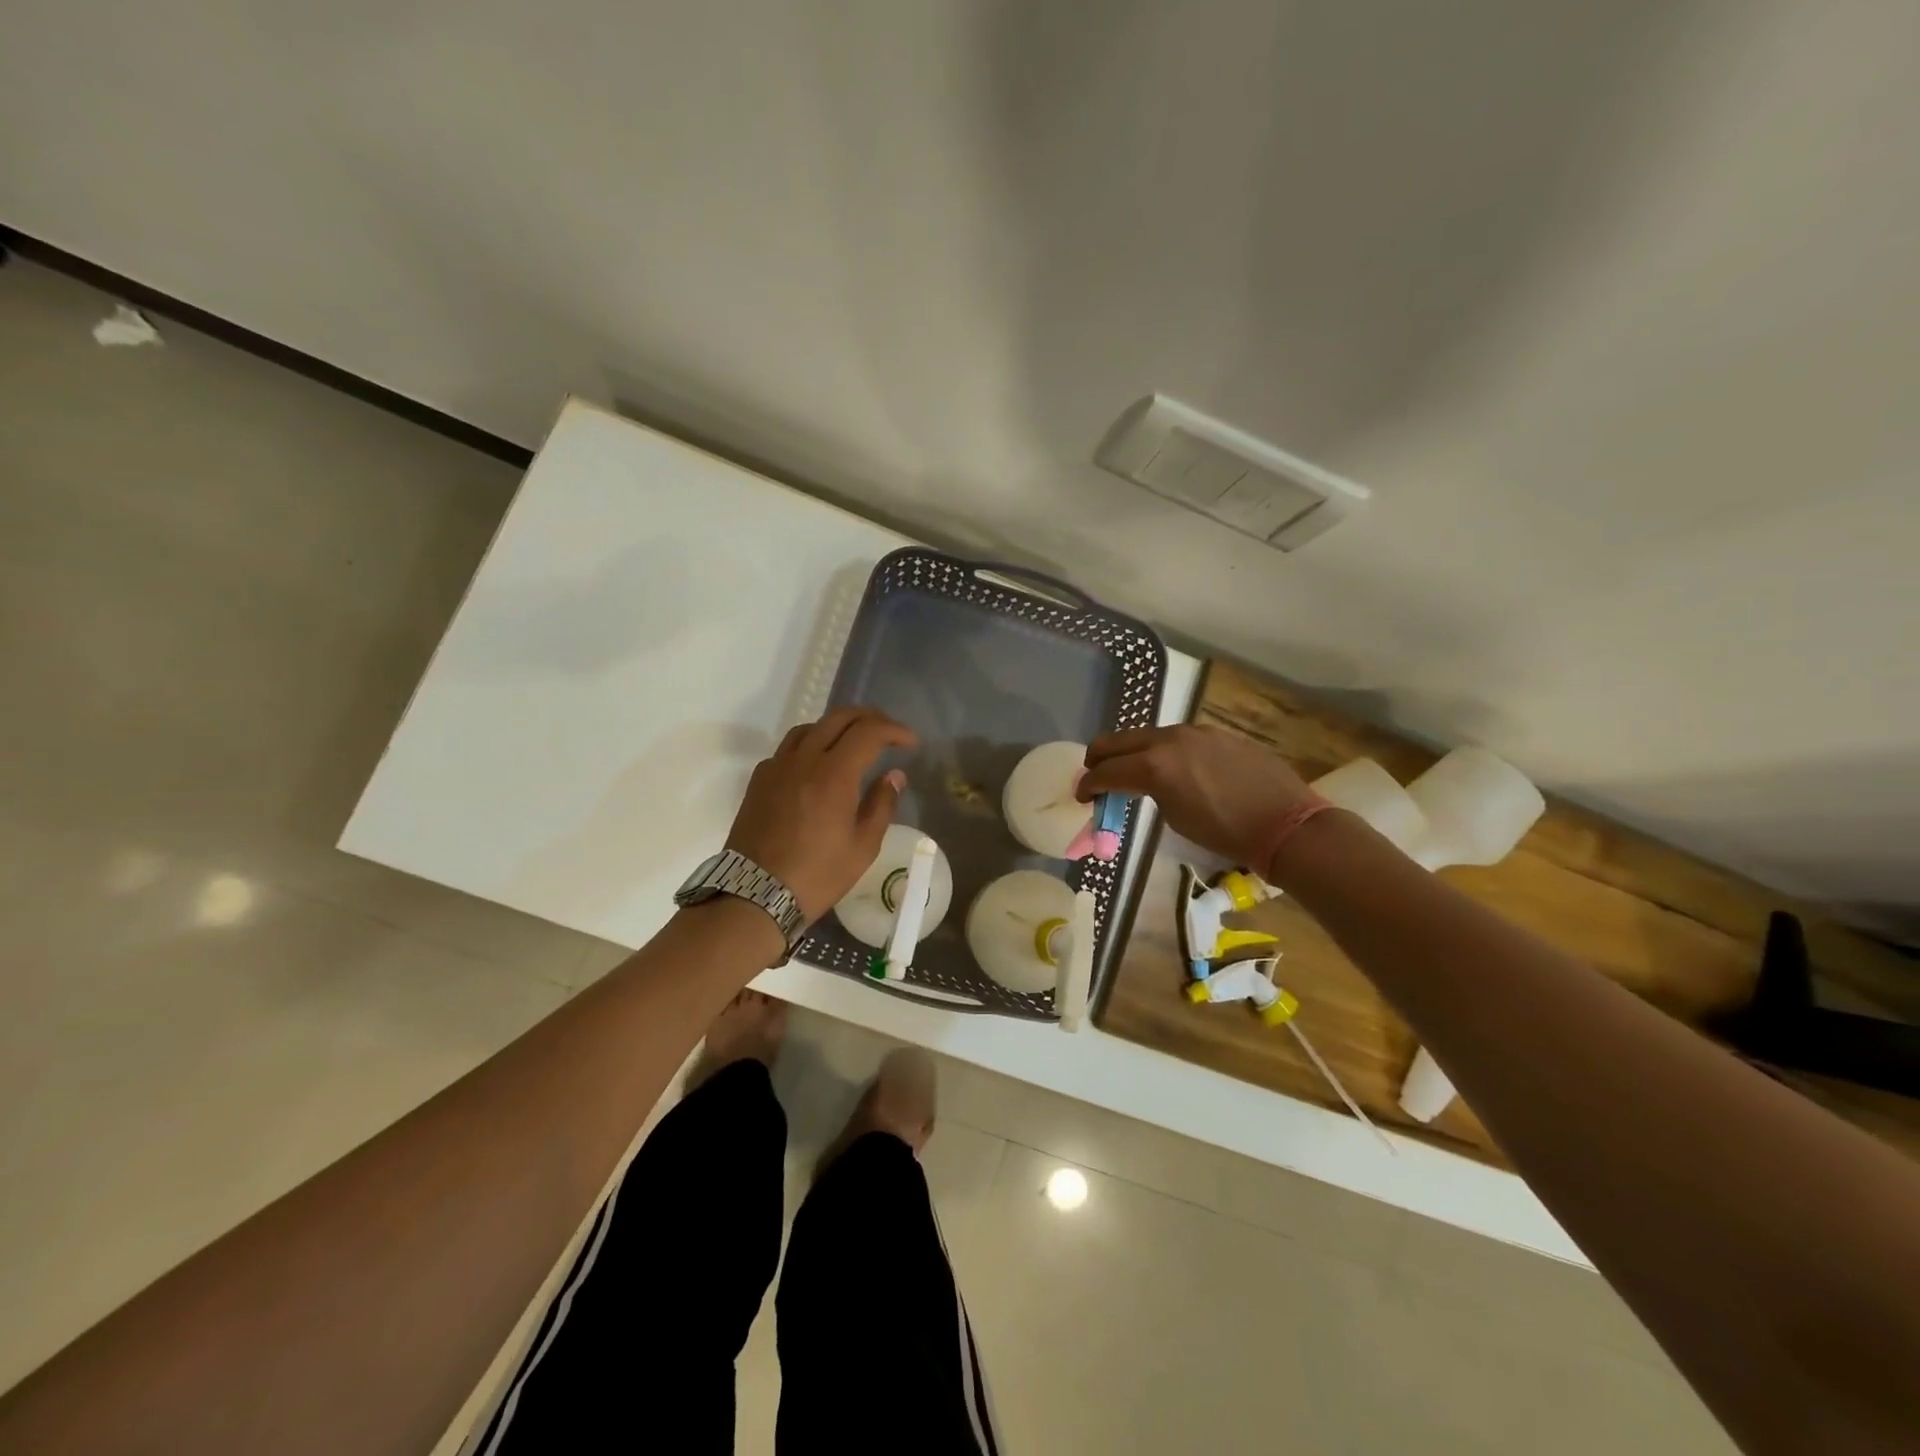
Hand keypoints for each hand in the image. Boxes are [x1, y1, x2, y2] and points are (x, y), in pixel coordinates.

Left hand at [726, 707, 916, 922]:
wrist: (755, 895)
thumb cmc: (817, 875)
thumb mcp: (863, 846)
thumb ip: (882, 804)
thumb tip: (893, 775)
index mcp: (834, 774)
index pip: (869, 732)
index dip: (894, 730)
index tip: (910, 743)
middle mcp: (803, 760)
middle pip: (838, 717)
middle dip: (869, 718)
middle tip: (888, 732)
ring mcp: (777, 767)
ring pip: (810, 727)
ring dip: (837, 727)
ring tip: (854, 744)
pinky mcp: (760, 780)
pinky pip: (789, 748)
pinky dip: (811, 745)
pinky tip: (819, 766)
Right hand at [1079, 724, 1315, 871]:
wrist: (1287, 823)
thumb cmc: (1226, 833)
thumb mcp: (1175, 818)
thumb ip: (1151, 793)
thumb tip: (1144, 786)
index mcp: (1153, 765)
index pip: (1106, 771)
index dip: (1088, 784)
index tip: (1081, 796)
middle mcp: (1169, 739)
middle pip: (1117, 741)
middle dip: (1099, 759)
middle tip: (1094, 776)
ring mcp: (1195, 731)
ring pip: (1148, 736)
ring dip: (1132, 753)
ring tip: (1133, 773)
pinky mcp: (1217, 733)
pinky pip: (1178, 739)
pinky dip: (1163, 752)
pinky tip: (1174, 770)